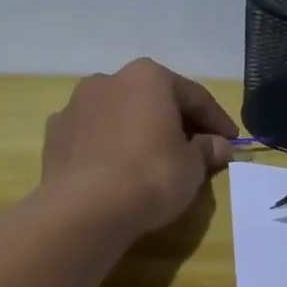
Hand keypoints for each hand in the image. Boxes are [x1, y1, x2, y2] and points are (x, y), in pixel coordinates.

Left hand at [41, 59, 238, 235]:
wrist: (85, 208)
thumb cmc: (150, 176)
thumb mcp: (192, 166)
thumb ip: (207, 149)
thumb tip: (218, 145)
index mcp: (148, 77)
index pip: (194, 96)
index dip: (217, 120)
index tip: (231, 141)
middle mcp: (109, 80)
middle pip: (153, 99)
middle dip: (175, 122)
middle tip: (195, 149)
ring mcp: (76, 105)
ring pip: (119, 114)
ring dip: (138, 131)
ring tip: (152, 159)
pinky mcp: (55, 134)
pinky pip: (93, 135)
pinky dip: (109, 146)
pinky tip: (117, 169)